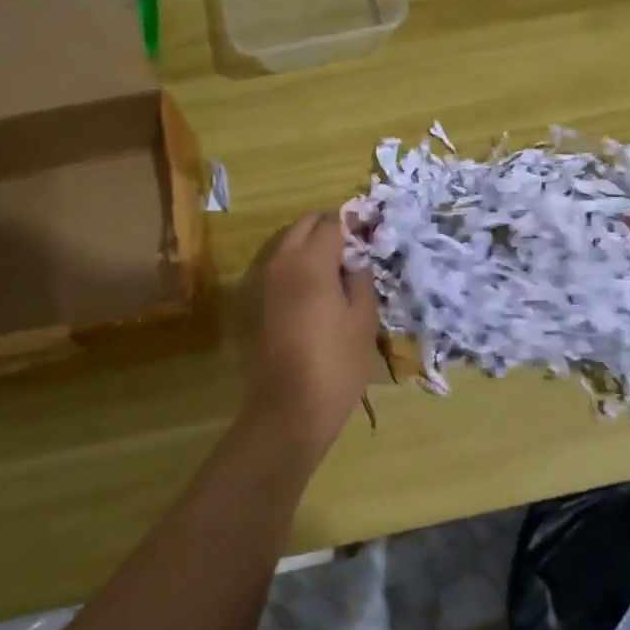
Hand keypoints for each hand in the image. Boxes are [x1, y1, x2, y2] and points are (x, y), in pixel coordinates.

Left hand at [242, 213, 378, 450]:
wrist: (289, 407)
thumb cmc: (337, 362)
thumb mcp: (363, 318)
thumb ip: (360, 278)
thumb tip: (354, 258)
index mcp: (311, 261)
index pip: (332, 221)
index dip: (353, 221)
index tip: (371, 231)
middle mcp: (282, 262)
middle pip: (304, 225)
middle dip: (328, 226)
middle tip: (355, 246)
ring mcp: (264, 281)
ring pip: (288, 242)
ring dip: (311, 243)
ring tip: (338, 266)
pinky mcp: (258, 301)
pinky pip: (279, 265)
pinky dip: (298, 263)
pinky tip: (318, 287)